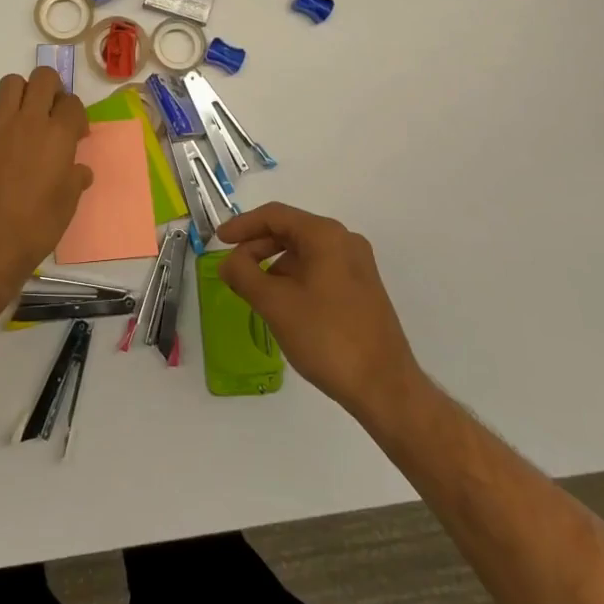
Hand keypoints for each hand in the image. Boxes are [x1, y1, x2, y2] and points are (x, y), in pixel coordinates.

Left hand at [0, 68, 91, 289]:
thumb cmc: (36, 228)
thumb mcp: (68, 205)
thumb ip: (75, 179)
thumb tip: (80, 170)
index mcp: (59, 136)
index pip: (73, 103)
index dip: (76, 115)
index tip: (75, 135)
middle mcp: (29, 121)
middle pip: (43, 78)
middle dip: (51, 88)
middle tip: (50, 112)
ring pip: (10, 82)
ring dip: (19, 92)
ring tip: (21, 115)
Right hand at [216, 202, 421, 425]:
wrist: (385, 387)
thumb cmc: (327, 337)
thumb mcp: (275, 304)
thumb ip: (243, 275)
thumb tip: (228, 262)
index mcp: (325, 236)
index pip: (275, 215)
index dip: (242, 225)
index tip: (218, 241)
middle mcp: (345, 242)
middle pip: (290, 231)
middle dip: (257, 247)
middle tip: (233, 269)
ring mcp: (357, 266)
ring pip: (304, 252)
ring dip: (274, 264)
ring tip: (254, 291)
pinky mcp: (362, 289)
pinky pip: (319, 270)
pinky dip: (294, 278)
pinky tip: (282, 304)